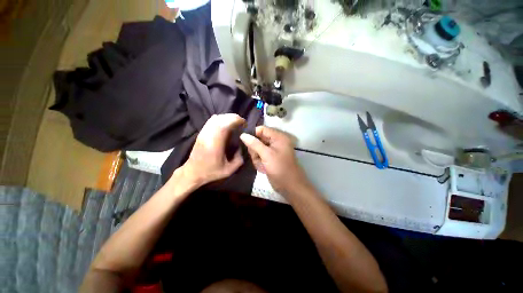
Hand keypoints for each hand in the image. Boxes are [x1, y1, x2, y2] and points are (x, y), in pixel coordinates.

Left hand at [178, 114, 245, 186]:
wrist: (192, 172)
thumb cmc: (211, 171)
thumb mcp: (229, 170)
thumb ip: (239, 159)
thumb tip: (242, 146)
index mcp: (216, 144)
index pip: (225, 125)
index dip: (236, 120)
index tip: (244, 123)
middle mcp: (209, 135)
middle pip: (221, 118)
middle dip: (234, 117)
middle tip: (242, 123)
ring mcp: (204, 133)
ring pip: (216, 118)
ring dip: (227, 117)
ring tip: (235, 122)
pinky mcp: (201, 133)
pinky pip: (211, 121)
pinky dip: (220, 119)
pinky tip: (226, 123)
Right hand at [240, 126, 308, 194]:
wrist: (289, 186)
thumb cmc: (280, 168)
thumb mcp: (266, 155)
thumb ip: (254, 144)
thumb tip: (242, 135)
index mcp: (278, 137)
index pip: (262, 129)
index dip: (253, 134)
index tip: (245, 142)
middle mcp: (275, 142)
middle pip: (258, 139)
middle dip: (255, 150)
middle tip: (257, 157)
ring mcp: (272, 151)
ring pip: (257, 149)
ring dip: (257, 158)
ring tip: (262, 165)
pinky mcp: (270, 158)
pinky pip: (259, 156)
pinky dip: (259, 162)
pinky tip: (263, 169)